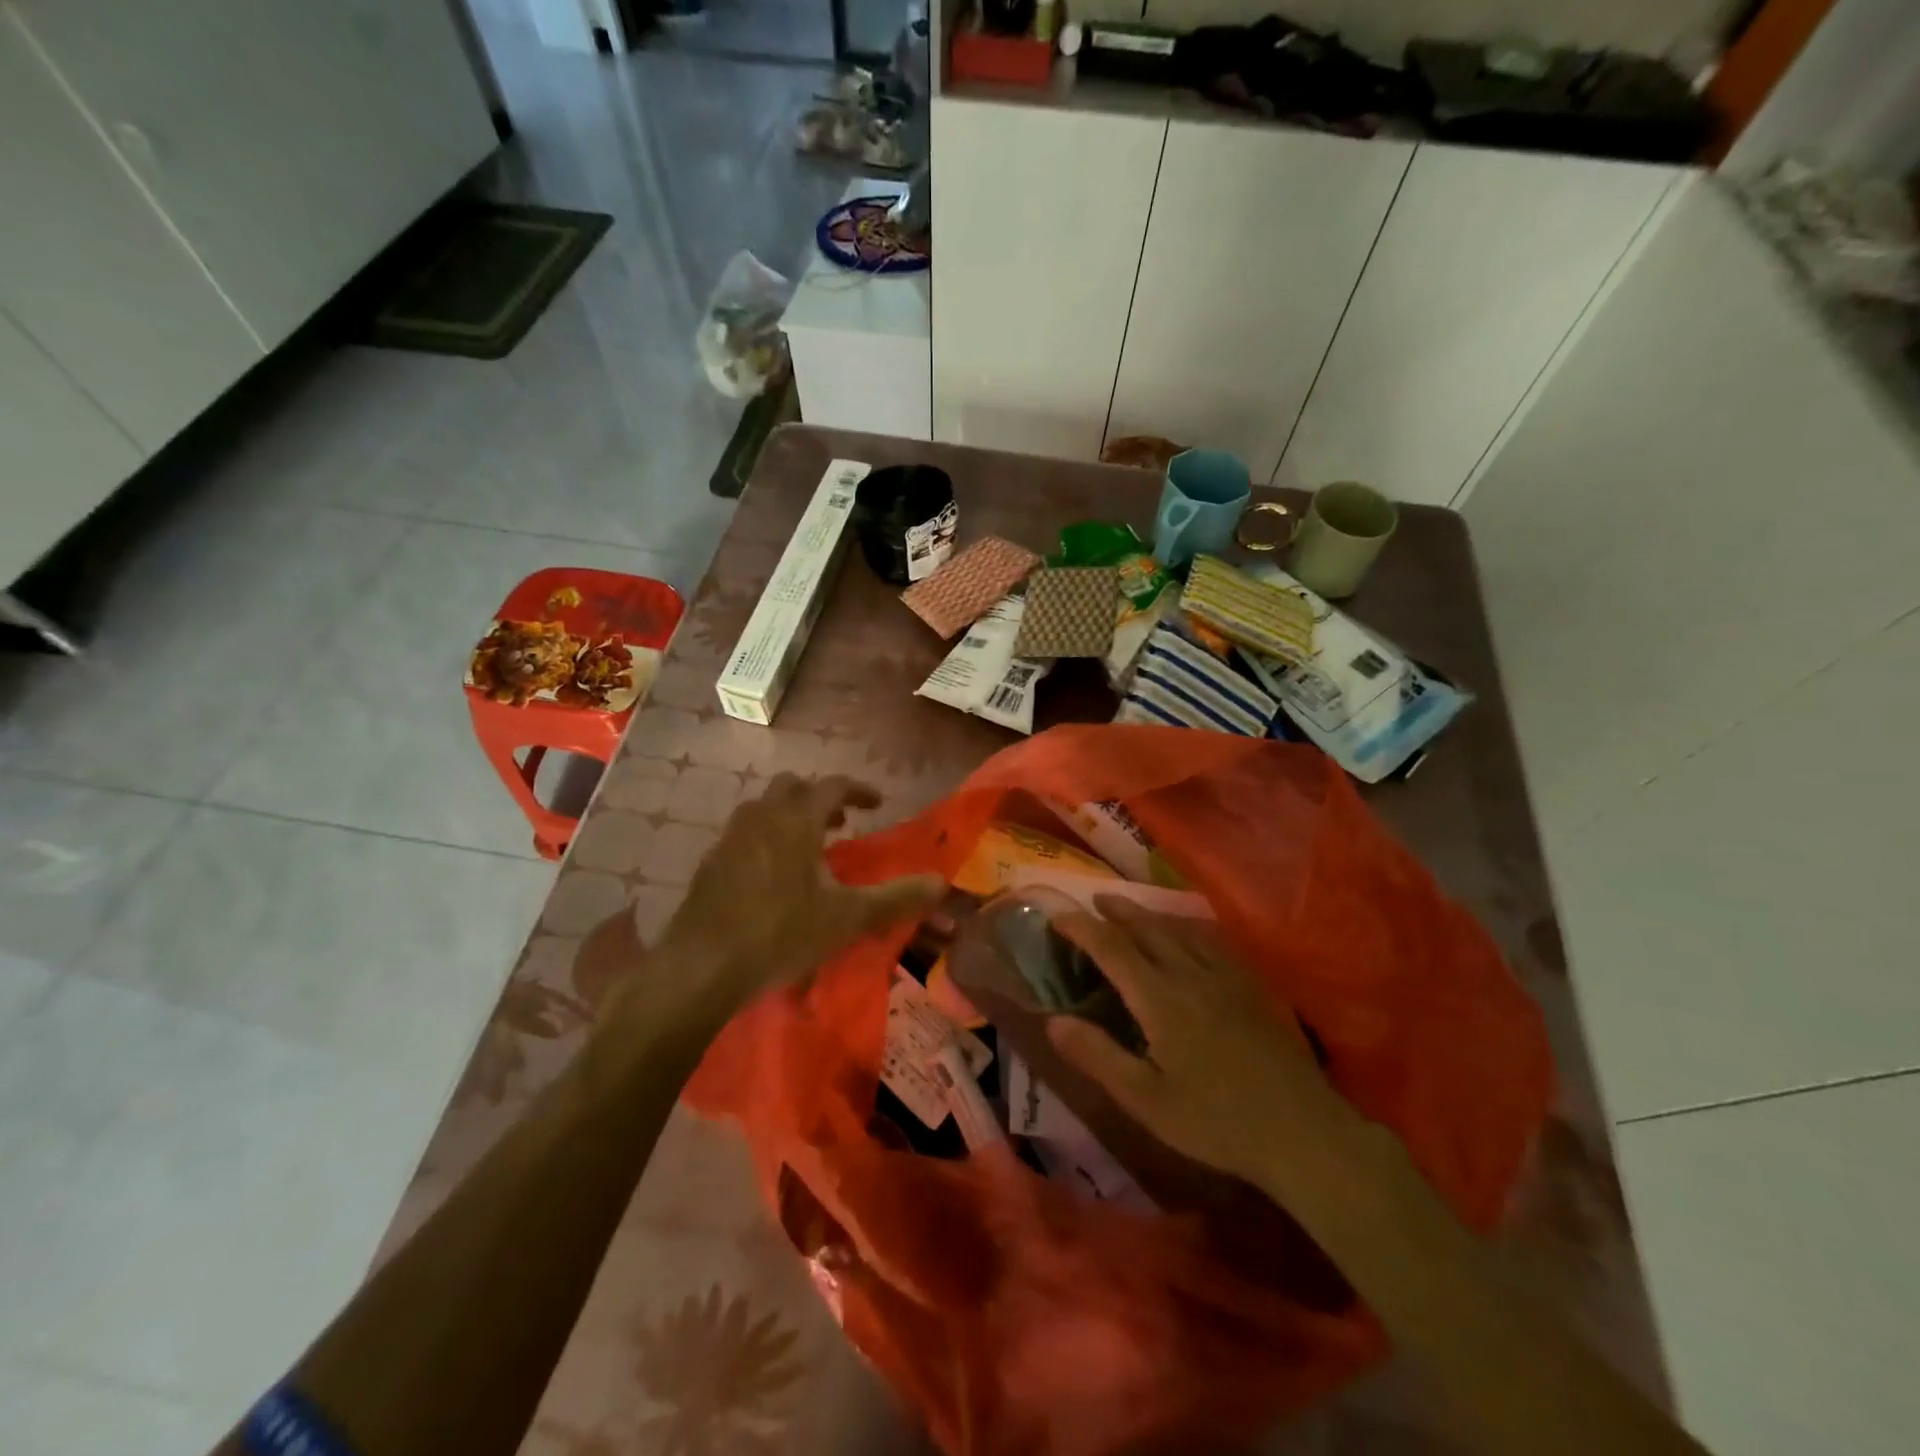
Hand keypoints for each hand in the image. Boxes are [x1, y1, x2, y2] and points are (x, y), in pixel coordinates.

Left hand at [657, 774, 942, 1014]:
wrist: (702, 967)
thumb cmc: (781, 934)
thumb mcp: (847, 918)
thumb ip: (896, 898)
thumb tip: (941, 883)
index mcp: (796, 820)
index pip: (832, 785)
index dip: (858, 790)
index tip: (877, 802)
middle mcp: (761, 817)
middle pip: (792, 787)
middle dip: (820, 798)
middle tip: (840, 823)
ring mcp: (729, 839)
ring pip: (763, 808)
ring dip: (789, 816)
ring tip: (808, 849)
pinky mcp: (710, 864)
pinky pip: (743, 835)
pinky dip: (765, 839)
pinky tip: (772, 877)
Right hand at [1048, 896, 1360, 1192]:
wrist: (1301, 1132)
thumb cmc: (1216, 1121)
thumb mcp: (1145, 1100)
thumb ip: (1098, 1056)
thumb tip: (1054, 1020)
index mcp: (1160, 998)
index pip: (1112, 948)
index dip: (1082, 928)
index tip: (1058, 916)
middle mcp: (1190, 973)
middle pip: (1147, 928)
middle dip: (1117, 910)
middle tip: (1095, 900)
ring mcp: (1226, 976)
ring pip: (1180, 929)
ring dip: (1150, 915)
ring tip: (1132, 911)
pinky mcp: (1252, 986)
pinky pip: (1212, 940)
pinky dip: (1187, 927)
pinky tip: (1189, 935)